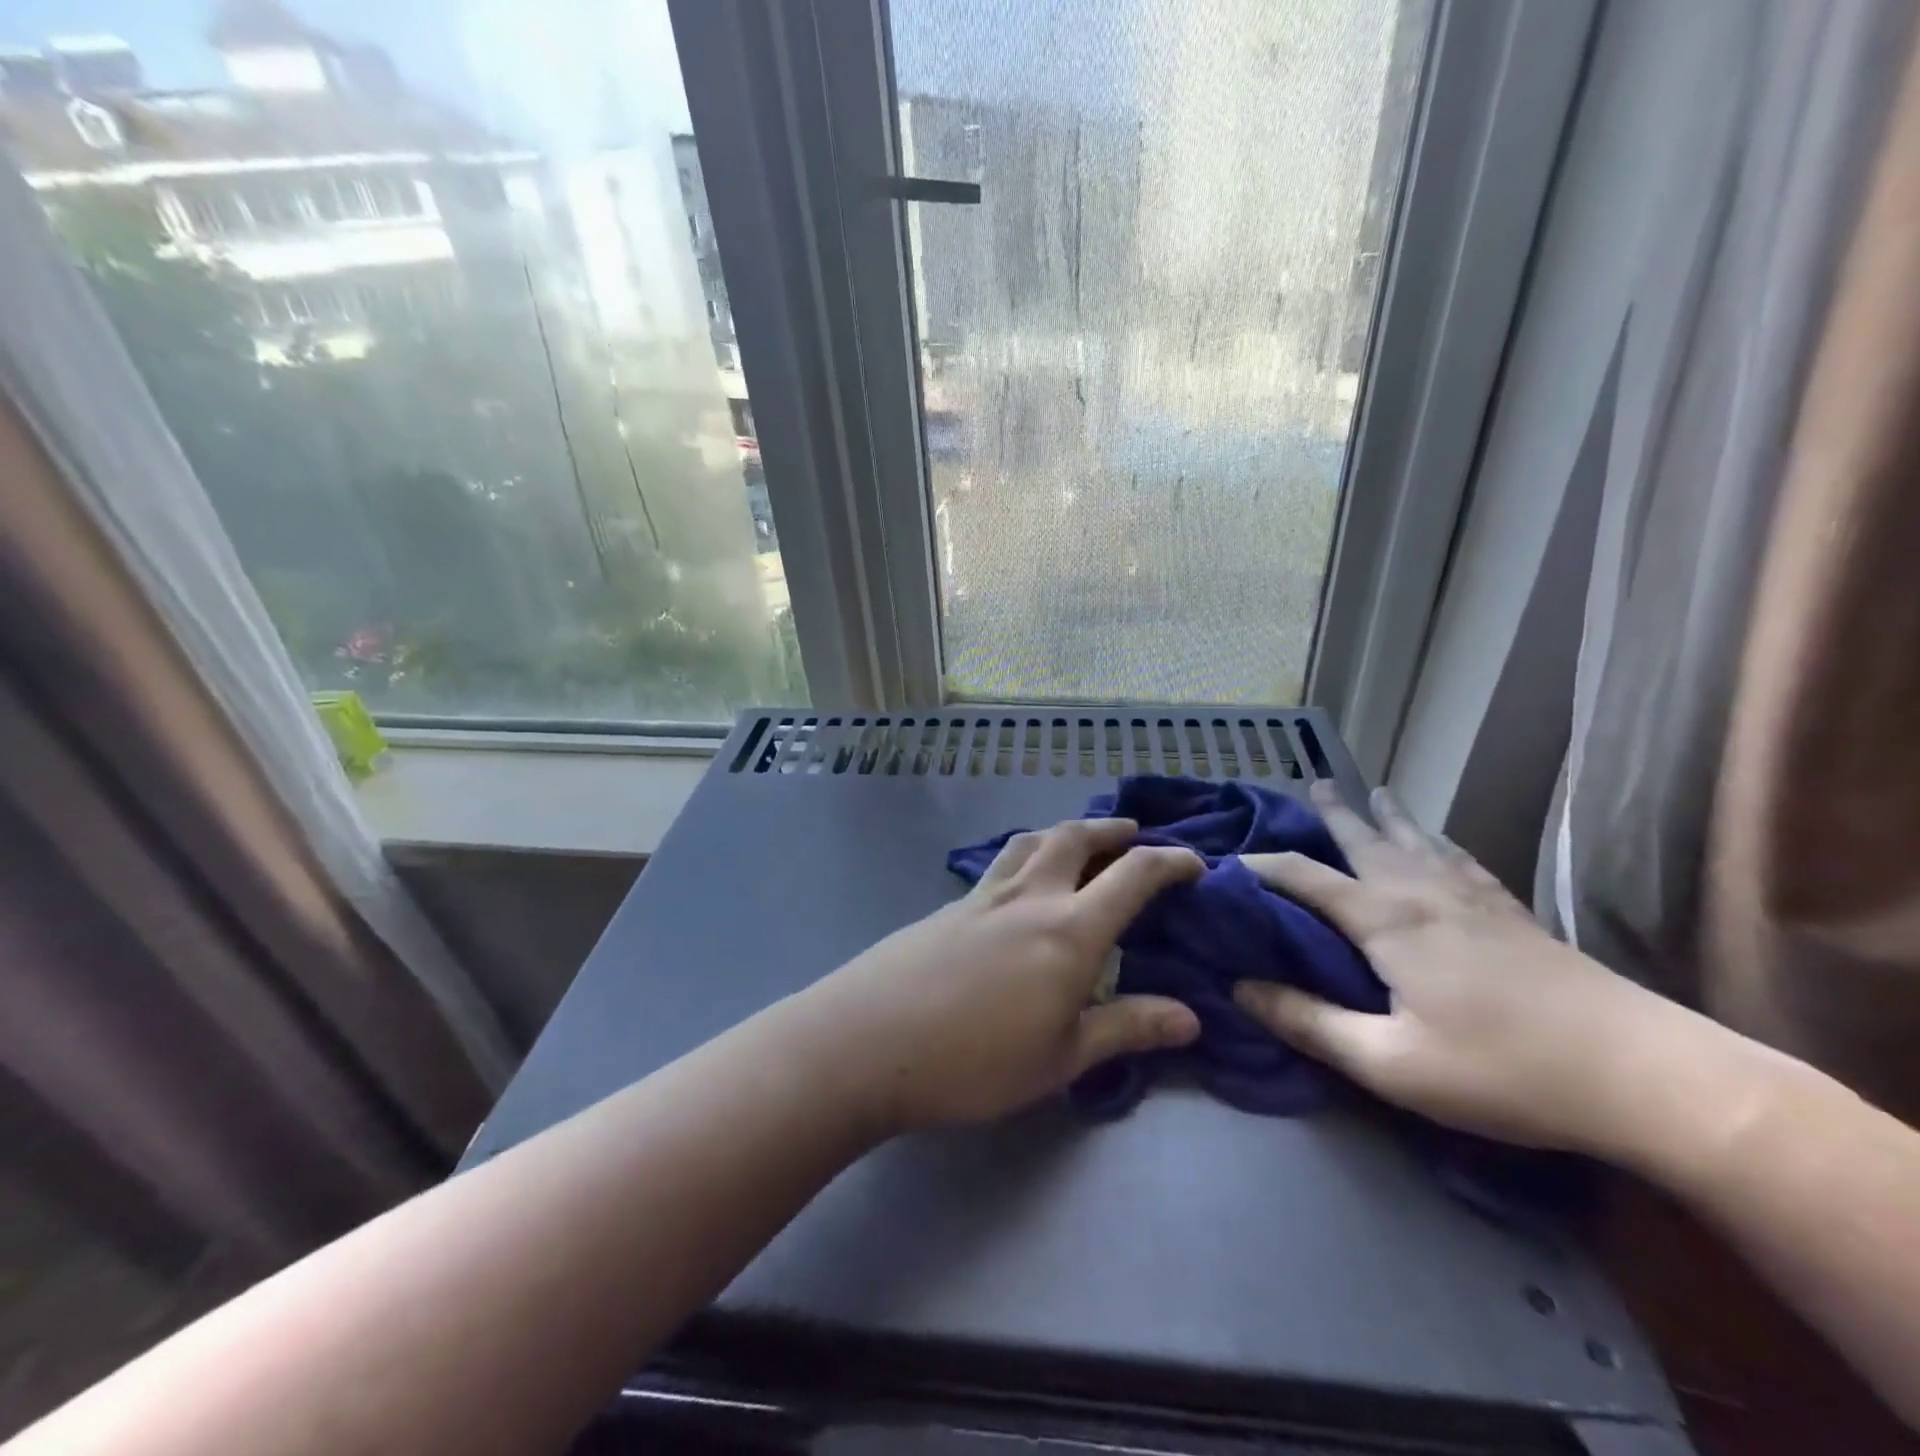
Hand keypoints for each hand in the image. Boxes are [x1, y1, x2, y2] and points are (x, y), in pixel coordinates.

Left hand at [803, 818, 1203, 1135]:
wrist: (870, 1041)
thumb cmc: (975, 1061)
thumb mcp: (1062, 1056)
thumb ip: (1127, 1028)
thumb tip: (1192, 1017)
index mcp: (1069, 930)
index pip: (1133, 876)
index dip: (1171, 862)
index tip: (1195, 863)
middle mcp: (1031, 896)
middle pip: (1075, 838)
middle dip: (1111, 831)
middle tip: (1133, 835)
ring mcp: (984, 895)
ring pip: (1031, 840)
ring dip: (1064, 832)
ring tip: (1078, 842)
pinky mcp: (951, 905)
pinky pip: (1001, 863)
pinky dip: (1027, 855)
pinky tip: (1020, 882)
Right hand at [1232, 781, 1685, 1154]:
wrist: (1644, 1075)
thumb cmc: (1502, 1071)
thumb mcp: (1389, 1062)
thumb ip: (1309, 1022)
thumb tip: (1240, 987)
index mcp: (1385, 920)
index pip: (1304, 877)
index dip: (1262, 865)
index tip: (1229, 859)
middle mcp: (1421, 893)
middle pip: (1365, 839)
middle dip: (1332, 812)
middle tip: (1312, 782)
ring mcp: (1473, 898)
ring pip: (1416, 840)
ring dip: (1387, 815)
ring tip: (1373, 790)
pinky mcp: (1514, 913)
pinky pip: (1462, 859)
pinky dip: (1439, 843)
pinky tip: (1442, 844)